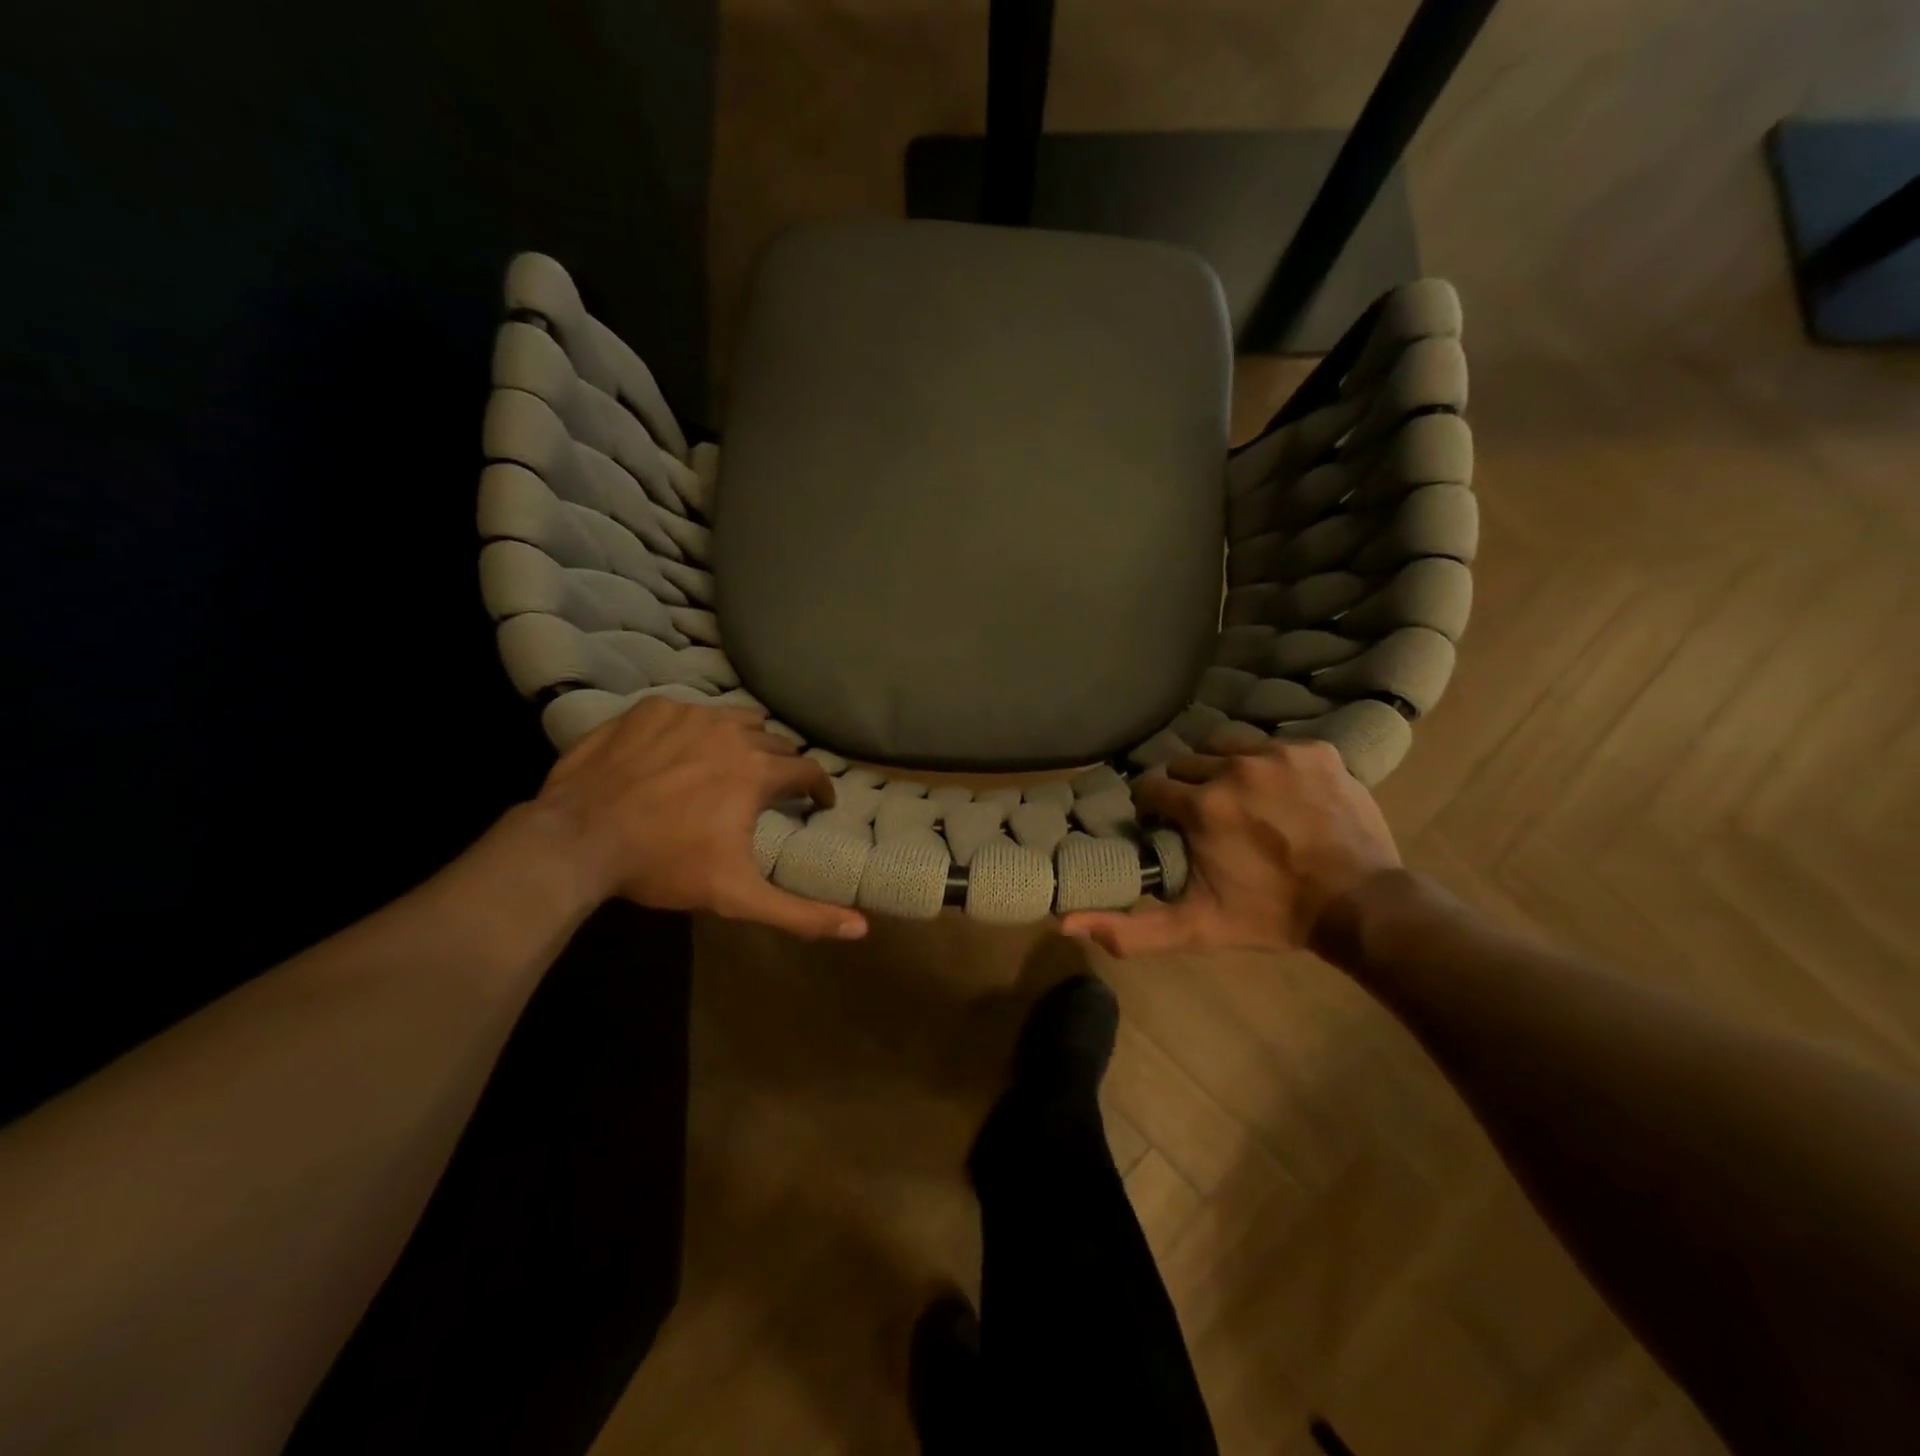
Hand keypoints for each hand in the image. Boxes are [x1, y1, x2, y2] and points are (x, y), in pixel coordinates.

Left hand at [536, 698, 866, 940]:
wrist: (577, 839)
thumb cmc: (663, 865)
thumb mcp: (737, 896)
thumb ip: (801, 913)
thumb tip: (861, 929)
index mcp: (758, 771)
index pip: (808, 770)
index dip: (819, 788)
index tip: (816, 803)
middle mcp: (732, 732)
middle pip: (774, 741)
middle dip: (779, 765)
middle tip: (768, 790)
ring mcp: (689, 714)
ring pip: (736, 718)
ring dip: (744, 739)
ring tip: (731, 763)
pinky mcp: (651, 708)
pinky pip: (690, 711)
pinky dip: (695, 730)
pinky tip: (678, 753)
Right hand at [1059, 739, 1398, 956]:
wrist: (1359, 905)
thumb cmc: (1271, 916)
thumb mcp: (1197, 929)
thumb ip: (1131, 930)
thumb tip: (1064, 924)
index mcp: (1202, 806)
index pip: (1152, 788)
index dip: (1155, 808)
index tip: (1167, 826)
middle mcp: (1234, 768)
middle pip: (1188, 765)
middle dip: (1188, 789)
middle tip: (1206, 817)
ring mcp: (1279, 754)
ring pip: (1227, 745)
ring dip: (1223, 767)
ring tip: (1239, 797)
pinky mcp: (1316, 750)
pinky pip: (1274, 744)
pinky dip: (1269, 764)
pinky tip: (1281, 792)